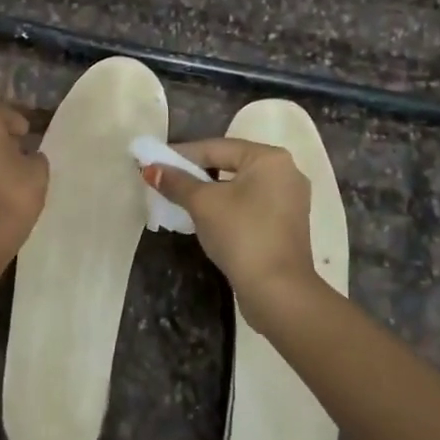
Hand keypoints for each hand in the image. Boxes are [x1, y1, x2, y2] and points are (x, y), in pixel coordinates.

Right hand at [142, 138, 319, 328]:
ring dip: (209, 191)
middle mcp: (285, 172)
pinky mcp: (285, 225)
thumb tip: (150, 169)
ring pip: (239, 186)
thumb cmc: (241, 235)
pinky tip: (204, 217)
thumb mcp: (203, 204)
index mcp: (269, 158)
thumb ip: (176, 182)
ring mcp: (289, 200)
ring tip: (179, 198)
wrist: (278, 291)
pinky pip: (249, 205)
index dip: (181, 154)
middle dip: (195, 173)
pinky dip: (226, 206)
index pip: (216, 148)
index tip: (154, 161)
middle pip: (229, 164)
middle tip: (165, 179)